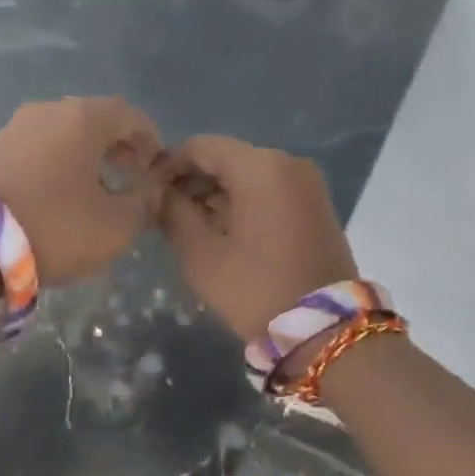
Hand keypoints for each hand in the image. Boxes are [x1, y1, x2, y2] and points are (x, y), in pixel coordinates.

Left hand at [0, 98, 164, 284]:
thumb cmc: (54, 227)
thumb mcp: (115, 226)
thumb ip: (144, 203)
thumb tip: (151, 189)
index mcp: (83, 118)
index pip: (129, 114)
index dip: (150, 138)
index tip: (158, 165)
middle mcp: (48, 110)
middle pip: (94, 119)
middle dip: (119, 145)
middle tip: (132, 174)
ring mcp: (15, 127)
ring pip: (64, 133)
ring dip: (87, 155)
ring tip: (99, 187)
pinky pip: (39, 147)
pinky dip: (59, 162)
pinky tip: (62, 192)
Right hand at [158, 135, 357, 341]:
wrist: (324, 329)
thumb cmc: (255, 289)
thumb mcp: (200, 254)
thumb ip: (173, 213)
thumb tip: (161, 192)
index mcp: (259, 167)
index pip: (201, 146)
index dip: (169, 165)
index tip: (150, 193)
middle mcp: (288, 163)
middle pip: (226, 157)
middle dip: (193, 180)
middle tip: (167, 213)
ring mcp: (307, 183)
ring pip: (248, 174)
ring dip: (217, 193)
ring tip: (193, 226)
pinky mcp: (316, 204)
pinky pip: (269, 190)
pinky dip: (243, 202)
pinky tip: (225, 231)